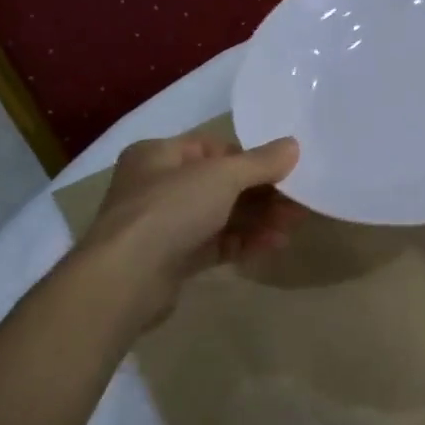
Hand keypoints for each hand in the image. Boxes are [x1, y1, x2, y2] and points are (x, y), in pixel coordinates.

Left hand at [78, 133, 301, 320]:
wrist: (126, 279)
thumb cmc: (170, 210)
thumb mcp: (222, 176)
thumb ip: (260, 162)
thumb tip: (293, 145)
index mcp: (159, 155)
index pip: (213, 149)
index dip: (250, 158)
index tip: (285, 171)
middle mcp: (158, 185)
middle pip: (221, 184)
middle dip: (263, 193)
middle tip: (298, 203)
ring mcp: (164, 225)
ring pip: (221, 216)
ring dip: (258, 220)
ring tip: (292, 226)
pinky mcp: (173, 259)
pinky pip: (216, 244)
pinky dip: (244, 242)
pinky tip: (273, 245)